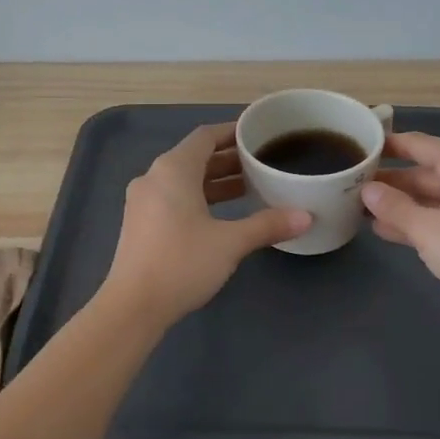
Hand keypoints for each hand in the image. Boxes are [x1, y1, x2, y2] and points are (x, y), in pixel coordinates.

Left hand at [102, 123, 311, 327]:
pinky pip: (174, 198)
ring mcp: (143, 201)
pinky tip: (223, 214)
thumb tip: (306, 217)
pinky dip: (200, 198)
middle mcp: (154, 177)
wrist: (133, 306)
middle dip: (228, 159)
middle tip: (262, 163)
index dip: (232, 132)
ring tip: (250, 188)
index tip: (257, 134)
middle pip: (195, 157)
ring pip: (184, 180)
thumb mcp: (230, 242)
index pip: (205, 136)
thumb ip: (268, 225)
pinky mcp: (140, 224)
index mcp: (173, 170)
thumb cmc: (182, 263)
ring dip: (215, 181)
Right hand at [362, 131, 439, 328]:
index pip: (416, 143)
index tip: (356, 149)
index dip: (385, 146)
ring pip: (431, 196)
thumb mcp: (426, 228)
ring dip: (400, 204)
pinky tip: (387, 231)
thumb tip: (367, 190)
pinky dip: (418, 221)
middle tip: (350, 187)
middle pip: (423, 171)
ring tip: (360, 210)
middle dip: (389, 181)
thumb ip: (393, 207)